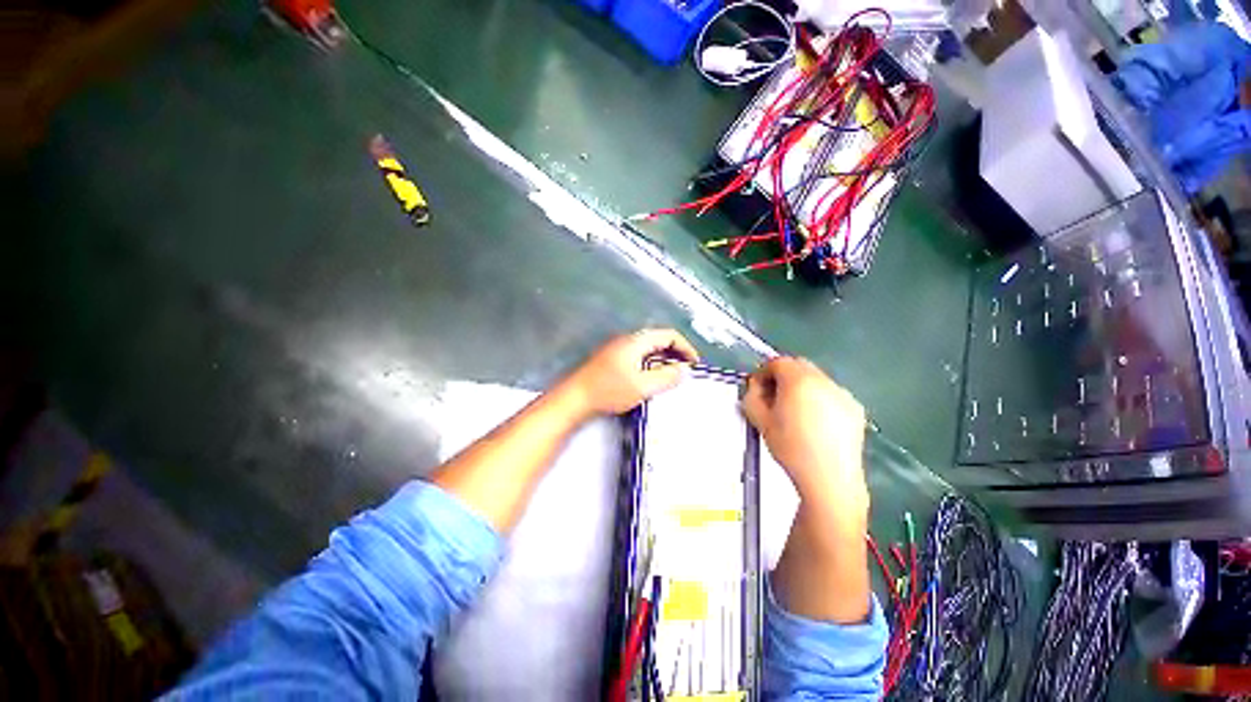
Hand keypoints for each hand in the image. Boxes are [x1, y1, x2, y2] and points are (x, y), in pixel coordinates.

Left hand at [560, 329, 698, 417]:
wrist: (574, 398)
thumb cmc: (609, 391)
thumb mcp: (642, 386)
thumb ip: (666, 377)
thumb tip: (684, 370)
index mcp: (636, 341)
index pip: (668, 335)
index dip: (685, 347)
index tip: (695, 363)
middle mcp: (627, 339)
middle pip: (658, 339)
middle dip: (675, 352)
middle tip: (686, 369)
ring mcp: (617, 348)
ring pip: (647, 348)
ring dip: (663, 358)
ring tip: (672, 375)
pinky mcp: (610, 359)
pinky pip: (638, 356)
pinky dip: (650, 363)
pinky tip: (651, 378)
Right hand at [741, 357, 867, 513]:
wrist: (829, 479)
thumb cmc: (790, 448)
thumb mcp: (760, 420)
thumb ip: (751, 396)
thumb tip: (755, 386)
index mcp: (798, 381)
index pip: (777, 362)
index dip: (763, 372)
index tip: (757, 389)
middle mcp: (823, 380)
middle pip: (798, 366)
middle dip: (782, 376)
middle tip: (773, 397)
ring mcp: (842, 393)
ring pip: (816, 379)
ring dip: (801, 386)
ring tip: (794, 411)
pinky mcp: (855, 408)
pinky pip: (831, 393)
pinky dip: (819, 398)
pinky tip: (815, 422)